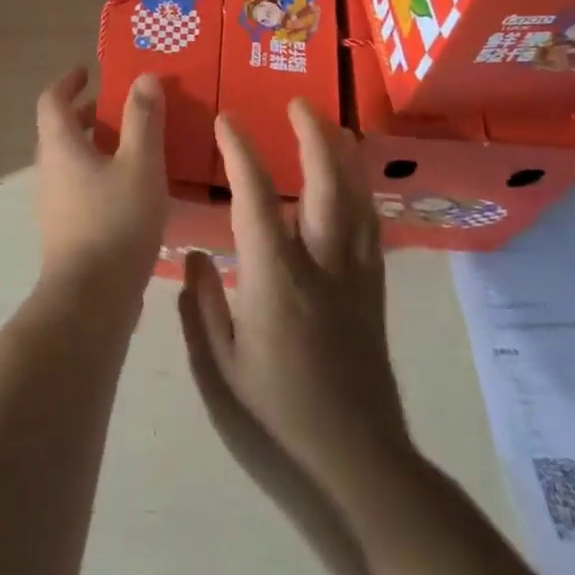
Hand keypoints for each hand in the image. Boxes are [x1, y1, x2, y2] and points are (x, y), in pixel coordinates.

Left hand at [34, 67, 167, 291]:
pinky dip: (100, 174)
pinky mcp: (66, 230)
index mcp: (60, 146)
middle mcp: (49, 170)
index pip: (52, 100)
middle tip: (120, 108)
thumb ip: (143, 119)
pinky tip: (133, 189)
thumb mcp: (140, 163)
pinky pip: (79, 187)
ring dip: (96, 146)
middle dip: (88, 114)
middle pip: (61, 130)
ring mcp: (54, 203)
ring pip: (71, 161)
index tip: (88, 72)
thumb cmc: (115, 221)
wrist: (91, 298)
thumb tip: (144, 78)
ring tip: (134, 146)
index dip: (68, 82)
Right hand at [179, 100, 408, 501]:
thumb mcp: (220, 369)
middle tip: (300, 102)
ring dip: (345, 157)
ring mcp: (356, 279)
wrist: (359, 471)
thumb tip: (199, 254)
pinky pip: (372, 228)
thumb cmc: (277, 422)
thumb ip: (202, 306)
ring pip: (358, 200)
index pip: (258, 197)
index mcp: (276, 279)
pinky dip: (362, 194)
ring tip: (334, 128)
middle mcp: (323, 265)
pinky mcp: (374, 297)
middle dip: (314, 136)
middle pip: (327, 184)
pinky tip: (354, 187)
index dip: (241, 152)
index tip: (226, 120)